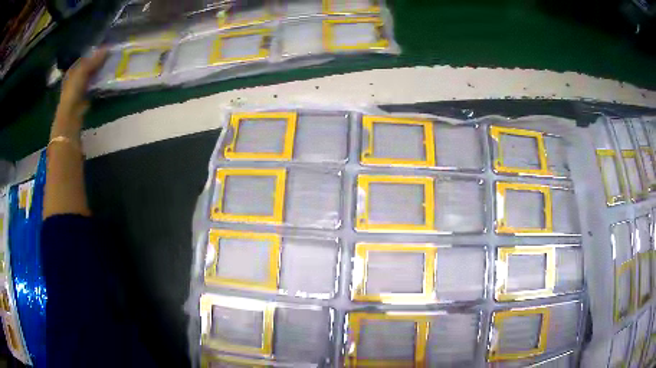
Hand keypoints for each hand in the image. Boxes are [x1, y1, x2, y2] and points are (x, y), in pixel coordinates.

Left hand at [53, 48, 106, 136]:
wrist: (70, 116)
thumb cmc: (73, 91)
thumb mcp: (83, 72)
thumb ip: (94, 60)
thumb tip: (108, 48)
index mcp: (73, 70)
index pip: (85, 58)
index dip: (95, 52)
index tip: (107, 49)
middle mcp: (75, 78)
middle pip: (89, 66)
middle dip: (98, 62)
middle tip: (111, 57)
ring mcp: (80, 88)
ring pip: (92, 76)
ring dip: (100, 72)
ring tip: (111, 66)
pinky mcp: (85, 97)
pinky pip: (94, 86)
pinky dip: (99, 82)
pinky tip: (106, 79)